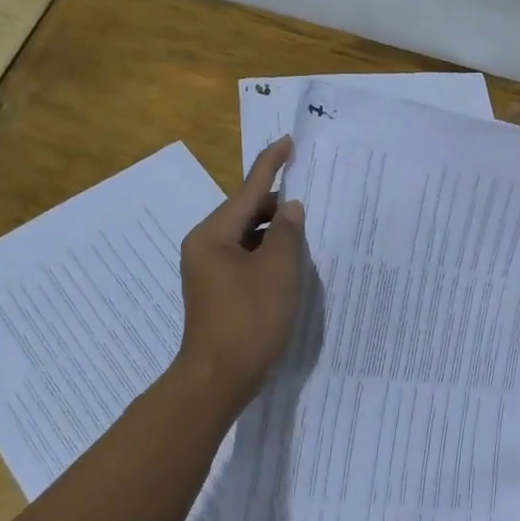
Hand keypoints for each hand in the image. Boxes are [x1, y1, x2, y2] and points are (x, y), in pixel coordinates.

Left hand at [175, 137, 305, 405]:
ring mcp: (209, 269)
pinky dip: (268, 256)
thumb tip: (291, 208)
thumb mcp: (278, 271)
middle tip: (313, 209)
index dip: (271, 164)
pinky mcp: (218, 289)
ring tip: (307, 240)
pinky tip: (291, 266)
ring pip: (249, 237)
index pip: (248, 189)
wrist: (218, 378)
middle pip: (247, 213)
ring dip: (276, 235)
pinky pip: (246, 258)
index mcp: (213, 234)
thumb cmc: (249, 320)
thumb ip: (288, 233)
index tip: (288, 142)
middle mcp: (206, 245)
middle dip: (279, 208)